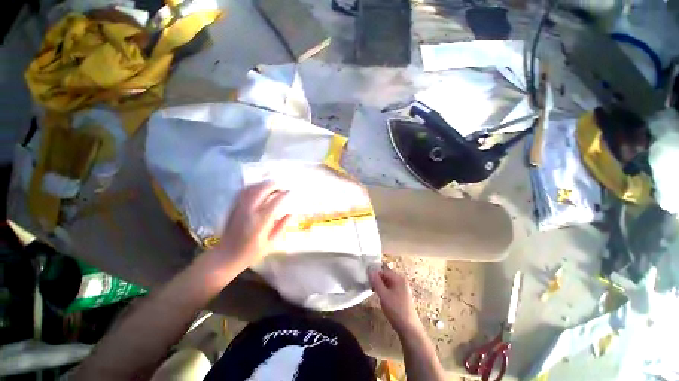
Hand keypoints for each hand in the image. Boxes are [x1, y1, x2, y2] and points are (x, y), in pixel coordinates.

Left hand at [211, 181, 290, 270]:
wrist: (225, 256)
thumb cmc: (250, 253)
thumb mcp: (270, 243)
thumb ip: (281, 226)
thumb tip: (291, 213)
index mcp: (260, 222)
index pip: (274, 202)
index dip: (284, 195)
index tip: (290, 191)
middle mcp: (249, 212)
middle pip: (261, 191)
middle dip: (273, 185)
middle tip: (282, 185)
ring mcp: (239, 208)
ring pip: (251, 189)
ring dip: (263, 184)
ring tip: (273, 184)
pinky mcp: (233, 208)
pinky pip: (243, 192)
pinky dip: (253, 186)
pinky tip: (259, 187)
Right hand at [369, 266, 422, 335]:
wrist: (409, 329)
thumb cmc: (396, 310)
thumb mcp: (383, 295)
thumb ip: (376, 281)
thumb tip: (370, 270)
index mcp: (399, 278)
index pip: (383, 271)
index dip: (375, 274)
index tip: (367, 279)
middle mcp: (402, 281)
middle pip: (386, 276)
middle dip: (377, 280)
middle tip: (369, 286)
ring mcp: (403, 289)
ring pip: (388, 283)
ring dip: (380, 286)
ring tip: (373, 291)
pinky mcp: (402, 296)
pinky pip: (391, 289)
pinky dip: (385, 291)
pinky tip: (381, 297)